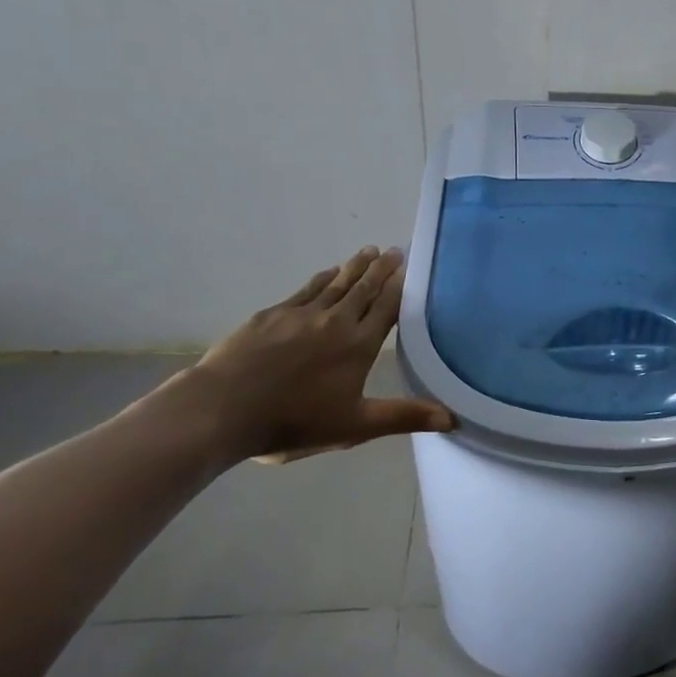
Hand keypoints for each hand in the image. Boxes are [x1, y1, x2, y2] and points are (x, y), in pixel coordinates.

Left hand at [186, 249, 454, 463]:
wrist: (222, 410)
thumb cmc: (293, 422)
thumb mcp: (355, 427)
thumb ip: (403, 417)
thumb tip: (453, 419)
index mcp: (359, 346)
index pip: (386, 308)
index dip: (399, 287)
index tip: (409, 267)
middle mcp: (335, 322)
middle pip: (364, 289)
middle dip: (381, 269)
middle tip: (393, 250)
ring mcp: (301, 315)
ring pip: (336, 284)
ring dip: (354, 267)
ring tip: (368, 251)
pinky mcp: (272, 316)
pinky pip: (306, 290)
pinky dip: (322, 278)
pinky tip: (328, 272)